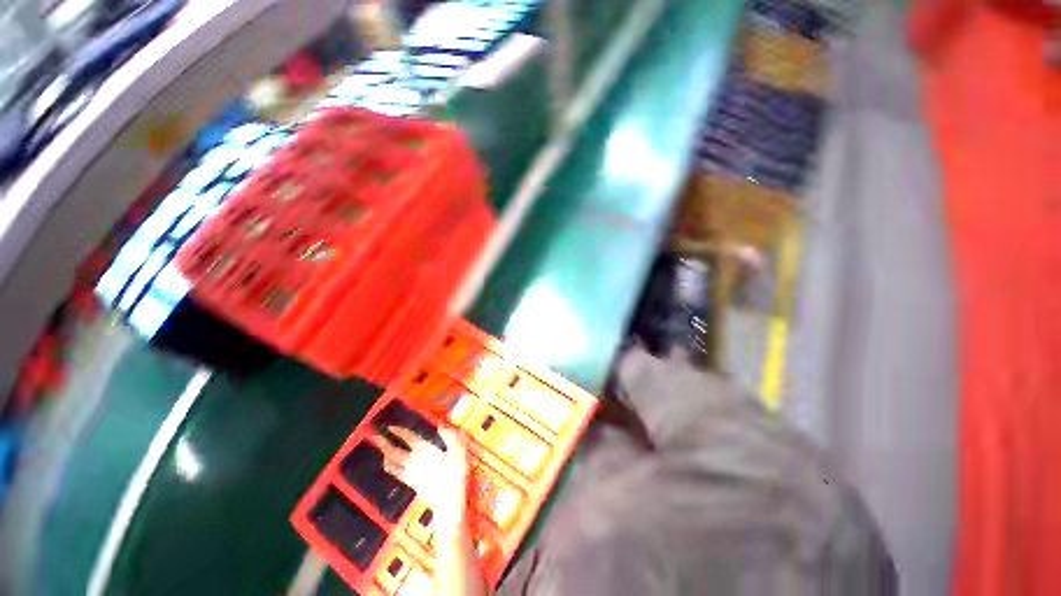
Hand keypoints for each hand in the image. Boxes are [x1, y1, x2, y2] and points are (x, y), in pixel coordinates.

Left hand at [367, 426, 469, 537]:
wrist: (448, 501)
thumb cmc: (455, 473)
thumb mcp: (457, 450)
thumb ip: (449, 436)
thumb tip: (440, 425)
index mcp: (424, 449)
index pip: (408, 437)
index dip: (398, 431)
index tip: (389, 426)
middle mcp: (413, 460)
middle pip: (394, 451)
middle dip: (383, 443)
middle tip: (372, 436)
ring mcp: (409, 473)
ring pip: (391, 463)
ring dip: (384, 455)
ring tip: (380, 450)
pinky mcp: (411, 484)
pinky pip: (396, 473)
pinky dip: (390, 467)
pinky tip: (390, 466)